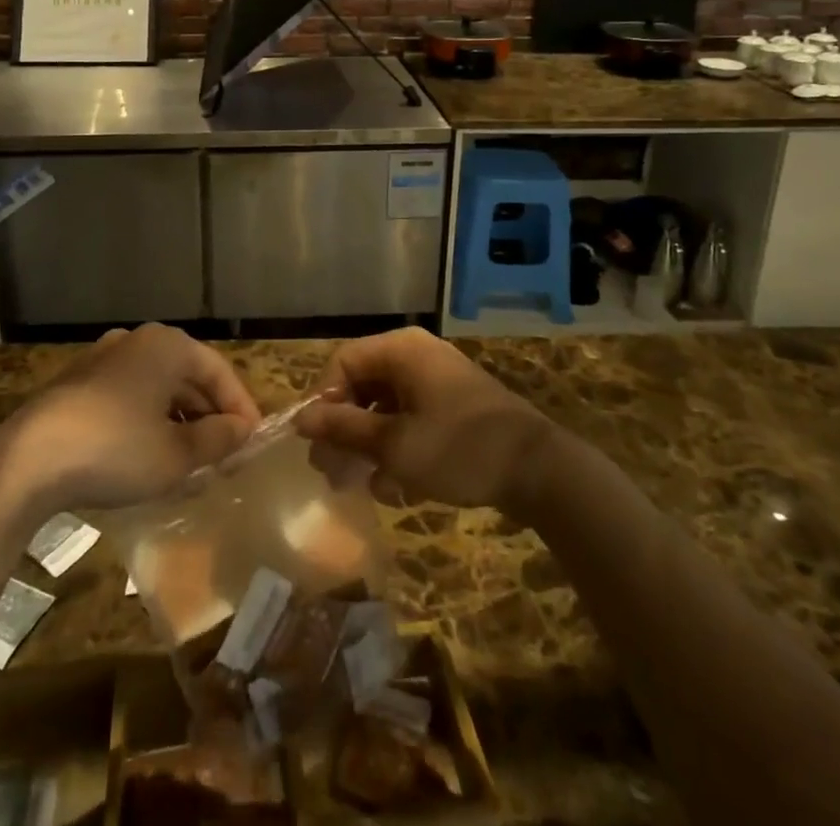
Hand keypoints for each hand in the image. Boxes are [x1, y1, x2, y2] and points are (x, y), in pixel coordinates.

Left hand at [0, 323, 261, 514]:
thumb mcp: (176, 455)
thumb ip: (217, 439)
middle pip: (187, 377)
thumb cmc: (115, 450)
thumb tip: (242, 430)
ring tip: (192, 462)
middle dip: (208, 416)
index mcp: (167, 346)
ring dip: (178, 422)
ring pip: (156, 389)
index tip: (252, 442)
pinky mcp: (76, 385)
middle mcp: (136, 341)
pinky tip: (149, 458)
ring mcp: (102, 360)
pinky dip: (147, 423)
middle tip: (225, 455)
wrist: (27, 461)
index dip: (240, 407)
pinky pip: (128, 399)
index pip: (219, 371)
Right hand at [295, 328, 553, 512]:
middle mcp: (416, 356)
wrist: (538, 470)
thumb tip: (301, 418)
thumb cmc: (459, 448)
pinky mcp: (452, 408)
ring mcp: (437, 381)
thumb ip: (345, 429)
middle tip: (331, 471)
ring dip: (369, 446)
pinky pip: (410, 420)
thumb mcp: (394, 444)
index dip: (323, 401)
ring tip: (361, 486)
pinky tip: (395, 489)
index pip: (343, 363)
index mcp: (401, 350)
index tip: (315, 443)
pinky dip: (397, 449)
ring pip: (385, 408)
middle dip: (345, 430)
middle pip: (363, 385)